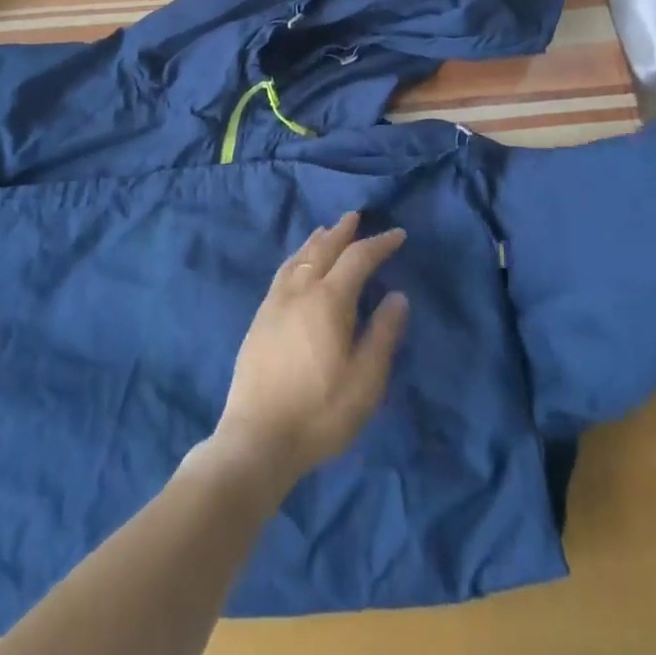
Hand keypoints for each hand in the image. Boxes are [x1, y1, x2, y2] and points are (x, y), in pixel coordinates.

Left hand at [213, 213, 408, 487]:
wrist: (257, 438)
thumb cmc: (320, 412)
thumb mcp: (366, 380)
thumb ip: (383, 334)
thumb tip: (397, 296)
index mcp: (329, 301)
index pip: (358, 259)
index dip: (379, 244)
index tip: (398, 235)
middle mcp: (299, 292)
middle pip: (322, 250)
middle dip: (342, 232)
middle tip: (355, 216)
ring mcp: (274, 304)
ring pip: (297, 259)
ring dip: (315, 242)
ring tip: (326, 231)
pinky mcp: (259, 320)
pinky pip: (281, 274)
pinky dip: (295, 259)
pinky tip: (296, 266)